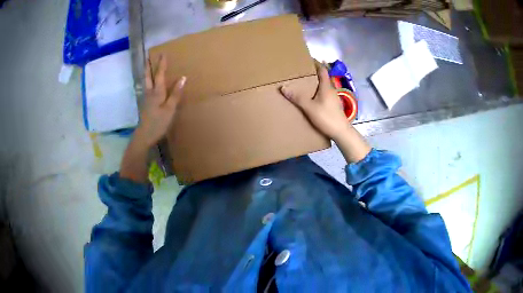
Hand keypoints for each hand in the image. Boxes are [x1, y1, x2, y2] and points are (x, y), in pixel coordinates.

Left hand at [135, 55, 186, 147]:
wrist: (144, 136)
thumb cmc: (158, 122)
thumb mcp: (170, 109)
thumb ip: (176, 94)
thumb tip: (183, 78)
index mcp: (157, 92)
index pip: (159, 74)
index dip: (161, 64)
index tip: (163, 54)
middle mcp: (150, 93)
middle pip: (148, 77)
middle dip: (148, 66)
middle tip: (147, 57)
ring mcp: (146, 99)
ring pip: (146, 82)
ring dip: (147, 73)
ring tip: (148, 67)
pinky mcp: (145, 105)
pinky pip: (147, 89)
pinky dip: (148, 82)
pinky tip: (150, 84)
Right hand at [280, 61, 348, 140]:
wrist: (341, 132)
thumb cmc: (326, 117)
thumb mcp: (309, 108)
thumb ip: (297, 97)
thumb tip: (283, 87)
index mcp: (327, 87)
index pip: (323, 70)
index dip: (317, 63)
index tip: (309, 59)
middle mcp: (332, 90)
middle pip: (324, 77)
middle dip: (316, 73)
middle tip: (304, 72)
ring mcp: (334, 98)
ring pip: (326, 86)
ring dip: (318, 83)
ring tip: (307, 84)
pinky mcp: (335, 106)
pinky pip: (326, 94)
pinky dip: (320, 91)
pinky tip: (314, 97)